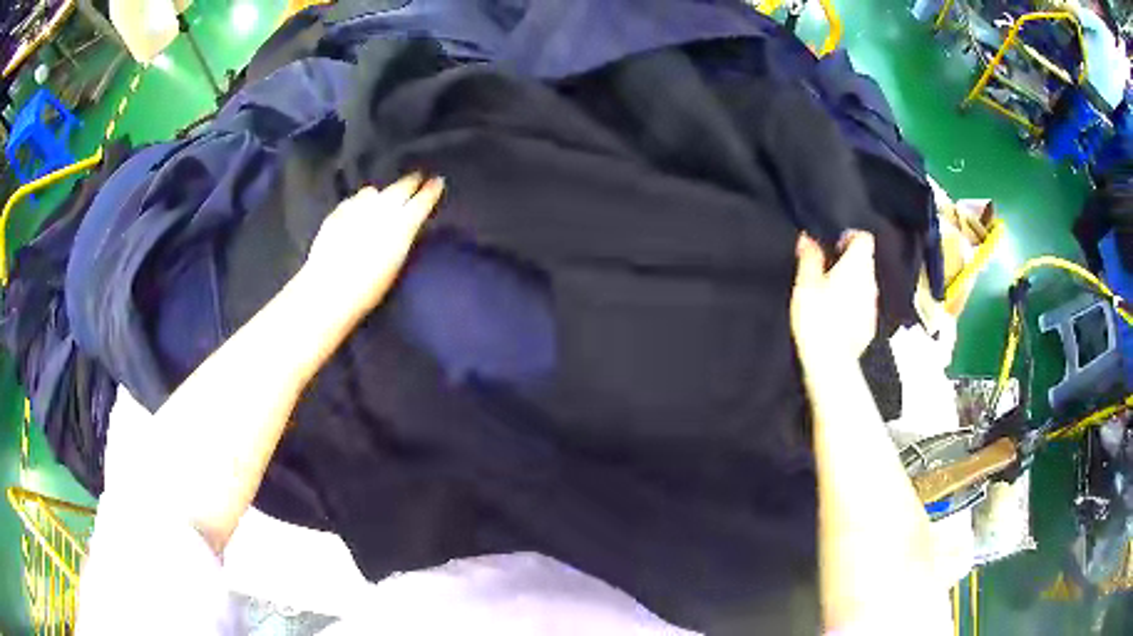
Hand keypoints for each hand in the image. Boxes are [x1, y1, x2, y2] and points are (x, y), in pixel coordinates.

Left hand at [306, 173, 443, 320]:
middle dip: (410, 182)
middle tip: (417, 178)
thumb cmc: (369, 288)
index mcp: (401, 224)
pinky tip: (357, 210)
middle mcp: (381, 209)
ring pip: (373, 191)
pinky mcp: (336, 213)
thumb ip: (404, 237)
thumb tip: (408, 223)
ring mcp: (356, 208)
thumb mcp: (396, 264)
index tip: (438, 181)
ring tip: (383, 197)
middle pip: (399, 188)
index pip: (422, 200)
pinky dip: (359, 203)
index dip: (432, 190)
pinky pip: (352, 201)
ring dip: (381, 193)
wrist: (329, 290)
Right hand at [790, 231, 877, 367]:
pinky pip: (863, 307)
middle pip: (864, 262)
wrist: (829, 361)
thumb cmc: (817, 318)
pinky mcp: (869, 327)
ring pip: (864, 285)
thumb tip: (808, 237)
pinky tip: (836, 317)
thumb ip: (809, 257)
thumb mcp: (805, 283)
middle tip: (826, 270)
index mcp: (857, 265)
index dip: (849, 237)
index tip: (833, 245)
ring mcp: (872, 306)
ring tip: (829, 295)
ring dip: (851, 285)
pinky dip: (853, 306)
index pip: (864, 238)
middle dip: (848, 262)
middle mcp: (870, 282)